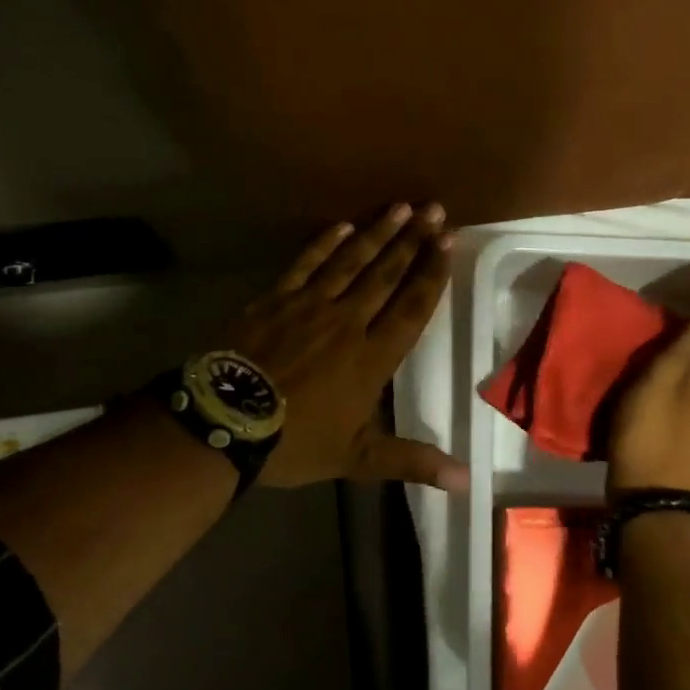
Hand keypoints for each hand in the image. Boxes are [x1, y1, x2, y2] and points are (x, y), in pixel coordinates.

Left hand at [225, 202, 467, 492]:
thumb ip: (412, 461)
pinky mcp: (275, 299)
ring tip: (401, 206)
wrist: (223, 423)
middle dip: (414, 241)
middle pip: (387, 274)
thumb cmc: (295, 441)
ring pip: (351, 261)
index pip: (412, 306)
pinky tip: (343, 225)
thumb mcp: (357, 458)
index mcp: (372, 356)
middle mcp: (348, 321)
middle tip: (436, 210)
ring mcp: (309, 305)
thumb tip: (466, 482)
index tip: (449, 242)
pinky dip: (325, 243)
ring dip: (378, 232)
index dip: (432, 273)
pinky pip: (305, 263)